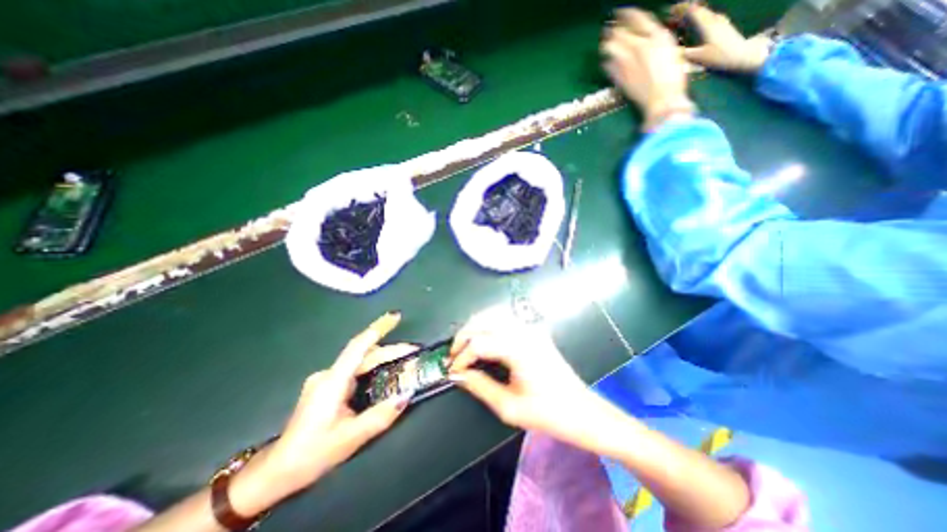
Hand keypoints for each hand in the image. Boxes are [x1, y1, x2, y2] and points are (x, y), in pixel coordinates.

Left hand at [263, 312, 414, 493]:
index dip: (378, 328)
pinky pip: (354, 370)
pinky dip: (372, 367)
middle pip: (364, 354)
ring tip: (404, 359)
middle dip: (390, 350)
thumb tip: (407, 395)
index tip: (395, 316)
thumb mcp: (352, 438)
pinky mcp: (326, 386)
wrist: (278, 471)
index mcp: (332, 382)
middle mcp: (328, 374)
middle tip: (413, 350)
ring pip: (360, 362)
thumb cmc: (313, 454)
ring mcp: (325, 379)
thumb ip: (381, 415)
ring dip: (382, 358)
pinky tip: (383, 373)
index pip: (358, 347)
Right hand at [450, 312, 594, 444]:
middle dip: (463, 336)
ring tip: (465, 345)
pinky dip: (489, 323)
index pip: (478, 343)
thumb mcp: (508, 407)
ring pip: (493, 314)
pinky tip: (484, 337)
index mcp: (518, 349)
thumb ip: (479, 387)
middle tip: (454, 355)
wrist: (581, 410)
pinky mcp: (534, 329)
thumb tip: (458, 375)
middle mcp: (523, 331)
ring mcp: (530, 327)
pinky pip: (505, 317)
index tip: (453, 370)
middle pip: (483, 320)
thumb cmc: (547, 413)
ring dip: (475, 326)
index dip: (461, 356)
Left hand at [598, 7, 694, 130]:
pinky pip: (607, 65)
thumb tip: (645, 39)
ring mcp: (626, 62)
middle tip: (608, 28)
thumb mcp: (671, 51)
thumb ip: (656, 42)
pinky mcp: (618, 77)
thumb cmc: (673, 78)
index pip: (637, 18)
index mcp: (657, 35)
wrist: (662, 99)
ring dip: (606, 44)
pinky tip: (607, 62)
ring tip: (605, 44)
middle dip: (612, 28)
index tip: (619, 13)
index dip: (625, 14)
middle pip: (619, 31)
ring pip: (609, 46)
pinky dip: (606, 61)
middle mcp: (639, 45)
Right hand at [673, 2, 767, 72]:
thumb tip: (670, 52)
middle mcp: (714, 20)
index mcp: (707, 25)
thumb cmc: (720, 56)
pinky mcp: (724, 27)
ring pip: (705, 14)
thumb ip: (684, 53)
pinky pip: (710, 19)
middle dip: (687, 11)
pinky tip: (700, 23)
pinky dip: (701, 19)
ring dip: (694, 15)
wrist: (742, 54)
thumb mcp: (699, 57)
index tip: (672, 9)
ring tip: (684, 17)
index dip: (682, 9)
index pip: (693, 12)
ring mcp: (720, 22)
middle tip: (675, 12)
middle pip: (699, 11)